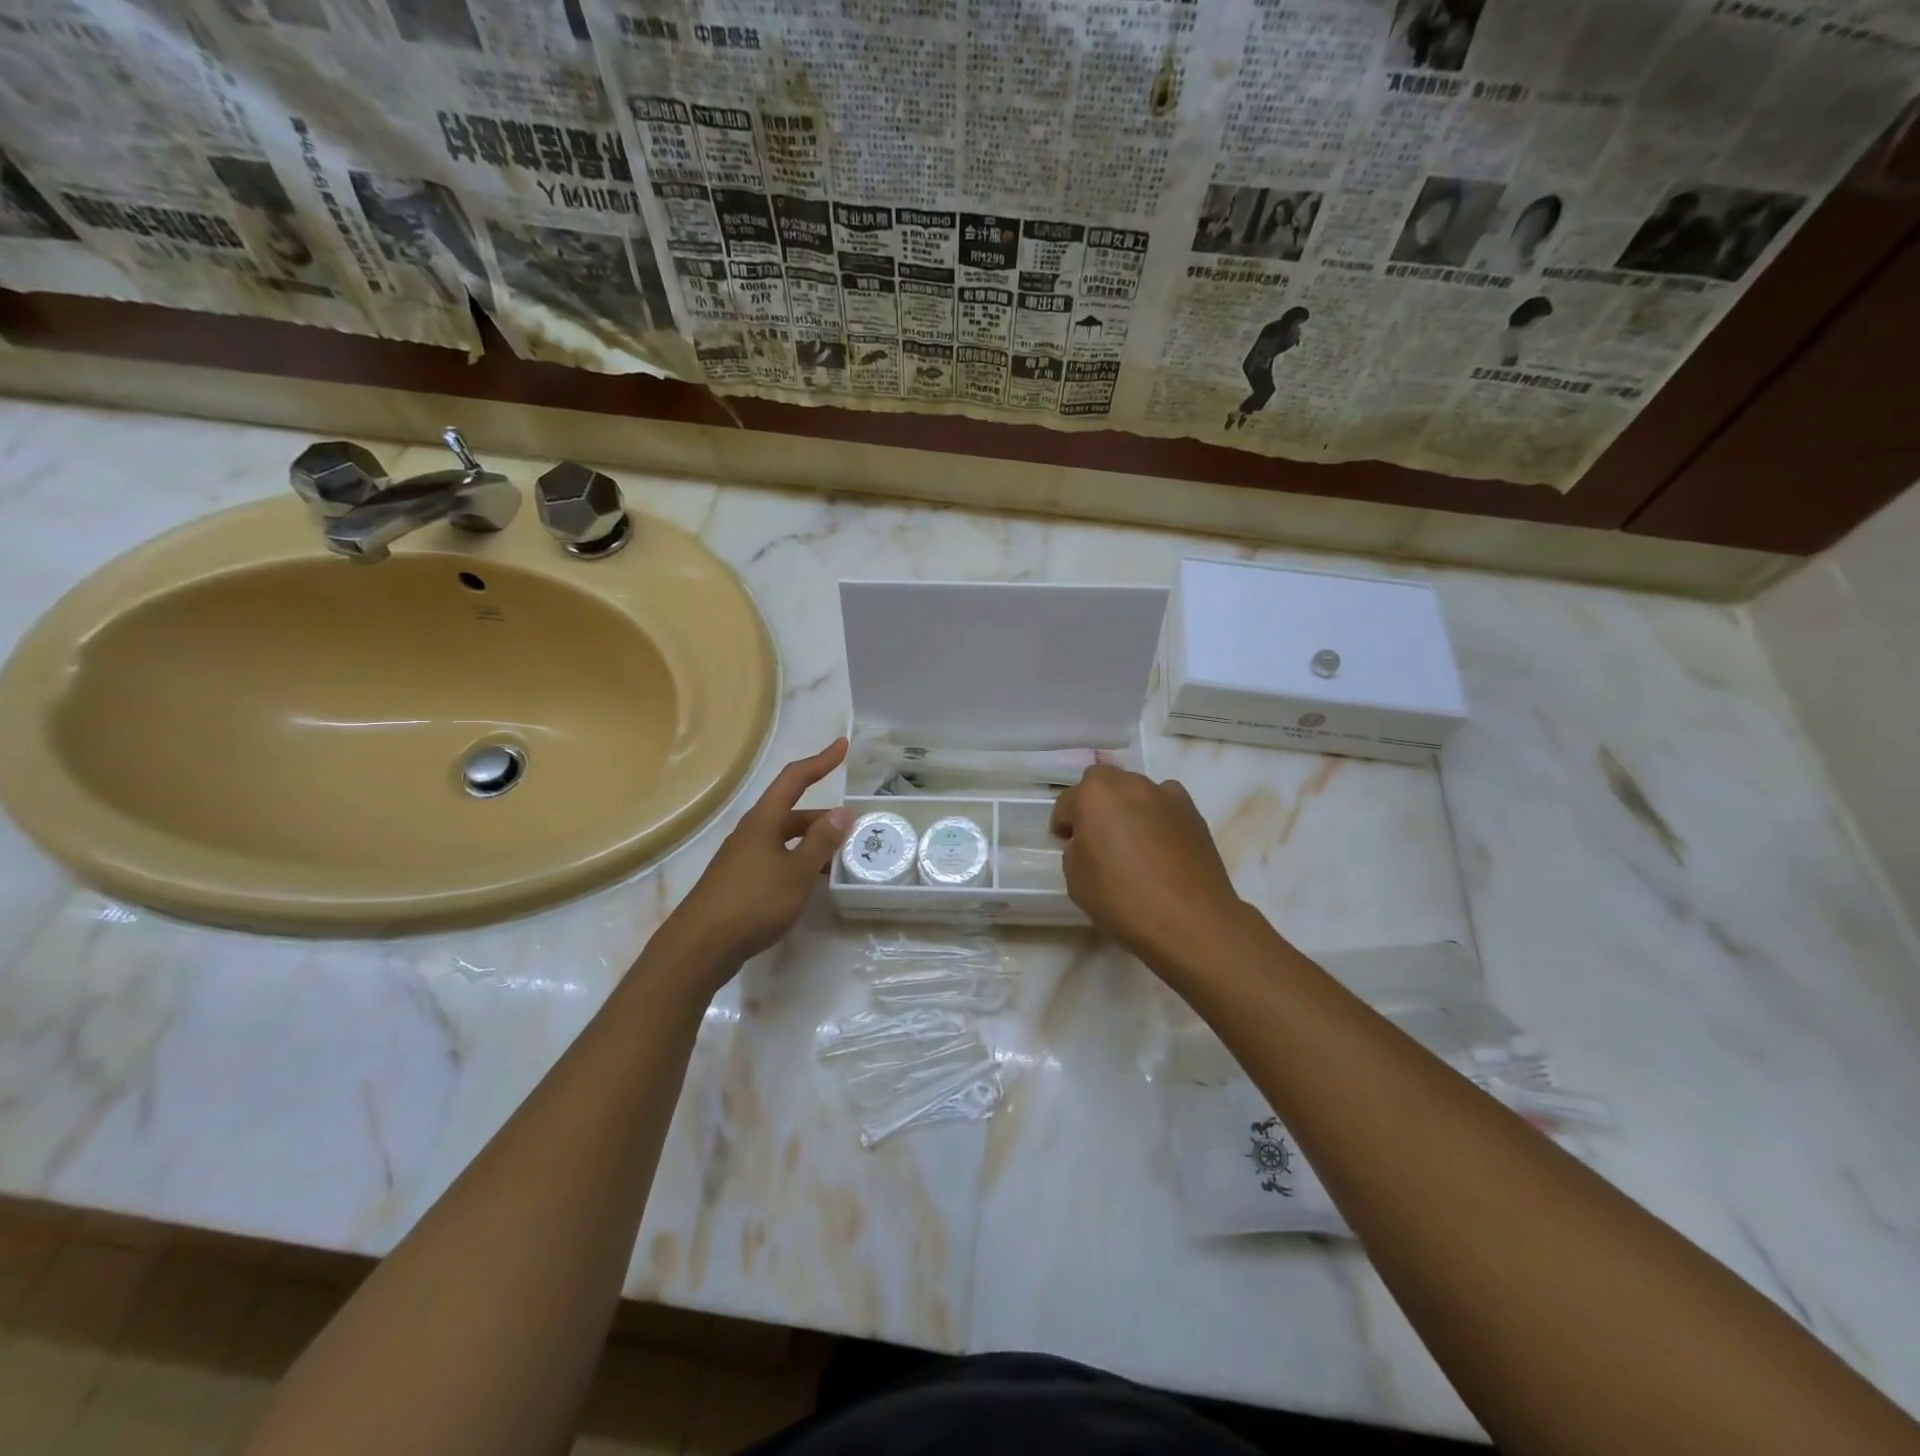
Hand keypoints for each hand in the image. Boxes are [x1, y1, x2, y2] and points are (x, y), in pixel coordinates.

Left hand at [649, 738, 853, 981]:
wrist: (699, 948)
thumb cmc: (752, 902)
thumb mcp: (796, 872)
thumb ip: (822, 842)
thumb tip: (843, 812)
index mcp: (763, 821)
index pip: (794, 779)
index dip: (820, 761)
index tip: (843, 746)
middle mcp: (751, 833)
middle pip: (792, 812)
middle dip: (824, 818)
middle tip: (854, 829)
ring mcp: (743, 858)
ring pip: (785, 840)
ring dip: (813, 843)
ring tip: (841, 858)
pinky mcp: (739, 883)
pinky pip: (777, 861)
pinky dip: (799, 863)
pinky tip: (811, 883)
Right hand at [1050, 766, 1247, 971]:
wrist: (1191, 921)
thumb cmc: (1123, 901)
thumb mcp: (1076, 882)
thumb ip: (1076, 852)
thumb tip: (1088, 844)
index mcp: (1094, 797)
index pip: (1067, 802)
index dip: (1063, 824)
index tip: (1065, 843)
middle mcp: (1129, 785)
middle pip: (1102, 782)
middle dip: (1094, 802)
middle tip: (1095, 835)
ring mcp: (1165, 795)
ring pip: (1136, 789)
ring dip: (1126, 806)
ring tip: (1130, 839)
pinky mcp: (1193, 812)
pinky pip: (1165, 803)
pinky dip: (1157, 815)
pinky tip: (1159, 843)